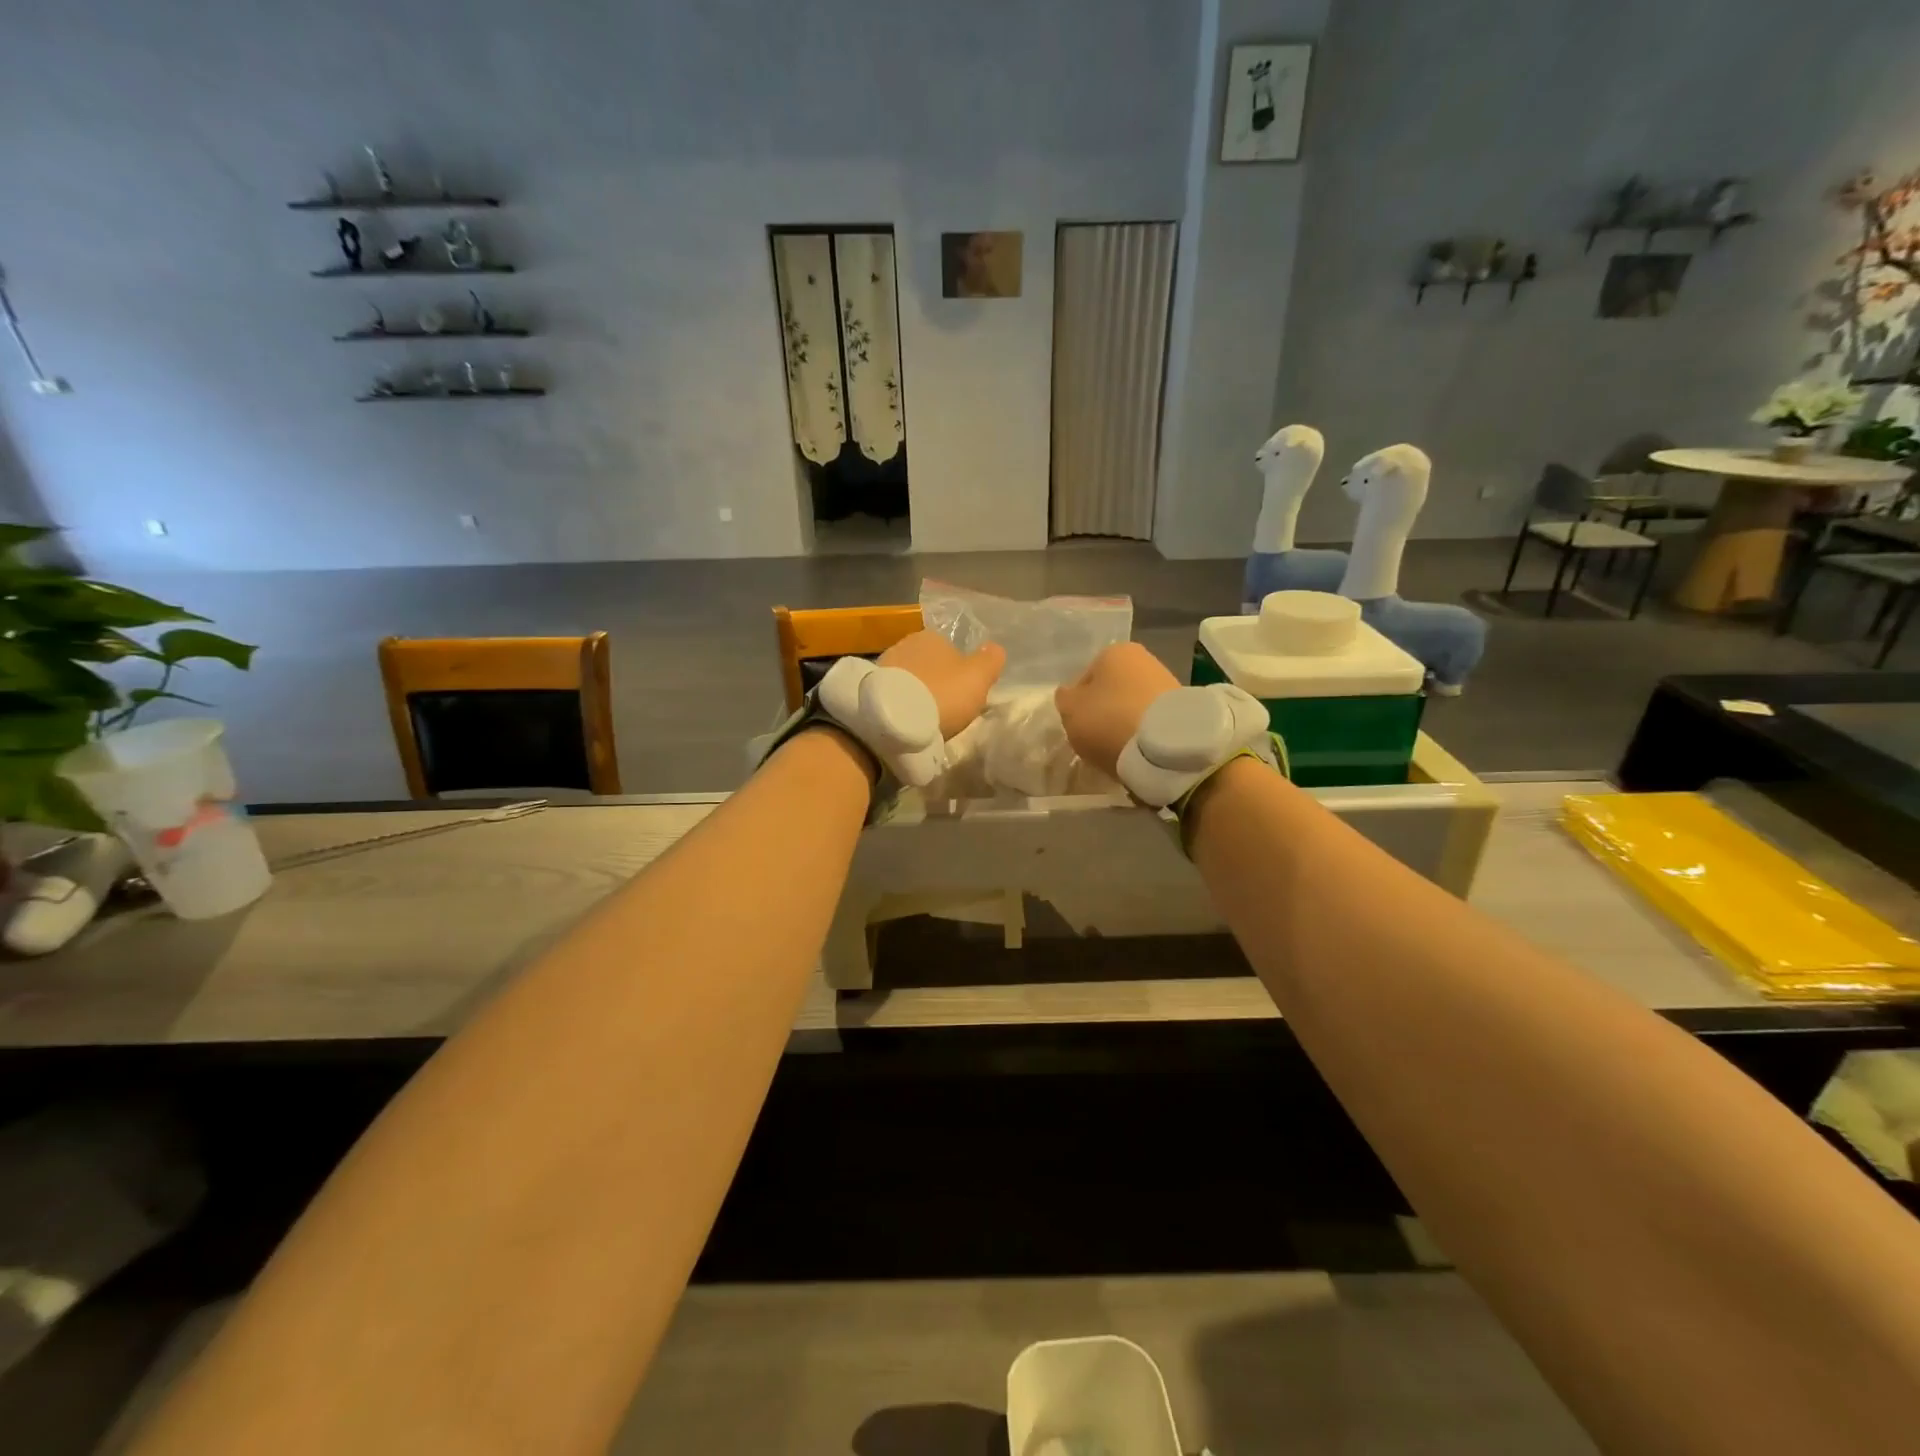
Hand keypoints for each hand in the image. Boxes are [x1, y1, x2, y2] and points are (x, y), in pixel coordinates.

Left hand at [877, 631, 1005, 737]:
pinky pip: (892, 695)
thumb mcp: (978, 678)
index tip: (962, 696)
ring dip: (915, 694)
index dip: (960, 674)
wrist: (892, 720)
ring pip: (909, 679)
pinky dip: (899, 705)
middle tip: (944, 709)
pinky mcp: (868, 688)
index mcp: (933, 636)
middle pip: (929, 665)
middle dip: (935, 683)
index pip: (952, 651)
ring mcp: (883, 665)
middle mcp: (905, 643)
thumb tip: (994, 648)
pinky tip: (905, 722)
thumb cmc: (942, 694)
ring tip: (923, 719)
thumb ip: (990, 661)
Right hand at [1054, 642, 1180, 777]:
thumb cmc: (1109, 719)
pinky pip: (1151, 720)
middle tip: (1097, 739)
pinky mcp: (1183, 709)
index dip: (1078, 704)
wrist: (1166, 745)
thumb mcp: (1070, 710)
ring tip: (1119, 748)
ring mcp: (1167, 682)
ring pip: (1132, 706)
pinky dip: (1143, 733)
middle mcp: (1143, 658)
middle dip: (1104, 712)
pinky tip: (1139, 750)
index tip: (1079, 726)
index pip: (1085, 678)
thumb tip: (1070, 695)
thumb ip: (1065, 699)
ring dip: (1124, 723)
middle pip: (1112, 691)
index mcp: (1113, 651)